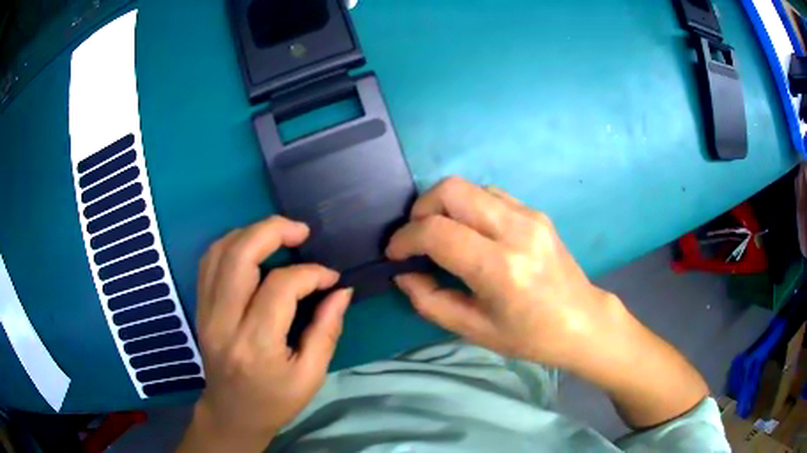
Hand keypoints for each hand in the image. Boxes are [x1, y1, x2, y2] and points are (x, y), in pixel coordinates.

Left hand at [177, 217, 352, 452]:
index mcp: (256, 345)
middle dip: (272, 231)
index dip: (310, 273)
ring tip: (278, 234)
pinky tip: (251, 247)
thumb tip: (341, 290)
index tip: (330, 277)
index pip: (280, 287)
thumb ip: (327, 329)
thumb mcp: (311, 374)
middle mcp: (224, 322)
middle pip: (239, 256)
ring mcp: (206, 312)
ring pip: (219, 252)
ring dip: (250, 233)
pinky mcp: (199, 308)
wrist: (232, 413)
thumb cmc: (275, 401)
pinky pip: (208, 262)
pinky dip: (230, 244)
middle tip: (300, 230)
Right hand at [386, 177, 619, 367]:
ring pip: (470, 187)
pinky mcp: (536, 212)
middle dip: (421, 208)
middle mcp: (516, 230)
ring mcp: (530, 215)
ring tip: (440, 234)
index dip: (406, 239)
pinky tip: (470, 232)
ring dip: (445, 205)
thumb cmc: (529, 336)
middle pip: (451, 190)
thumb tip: (404, 274)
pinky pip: (490, 195)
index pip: (437, 232)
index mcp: (500, 268)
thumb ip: (430, 300)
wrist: (581, 321)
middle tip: (415, 236)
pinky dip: (468, 207)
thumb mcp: (473, 329)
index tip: (396, 254)